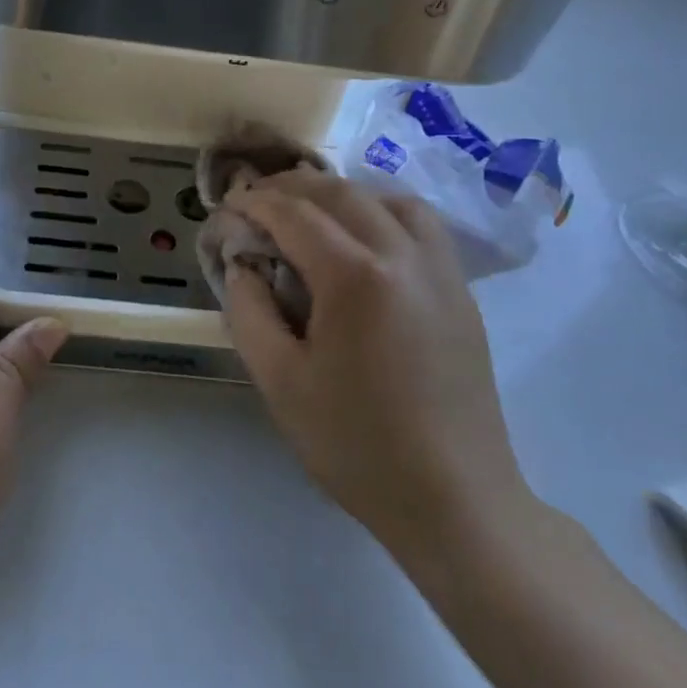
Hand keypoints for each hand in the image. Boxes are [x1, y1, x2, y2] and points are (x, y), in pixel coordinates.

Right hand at [221, 170, 530, 585]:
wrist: (455, 500)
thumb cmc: (356, 444)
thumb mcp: (279, 382)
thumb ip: (248, 310)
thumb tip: (243, 264)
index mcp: (355, 276)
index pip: (294, 213)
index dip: (253, 203)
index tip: (225, 208)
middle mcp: (403, 255)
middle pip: (340, 193)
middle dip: (290, 188)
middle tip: (255, 202)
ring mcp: (441, 270)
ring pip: (386, 198)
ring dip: (340, 194)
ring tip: (309, 213)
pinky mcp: (461, 290)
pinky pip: (420, 225)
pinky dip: (382, 211)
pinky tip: (363, 239)